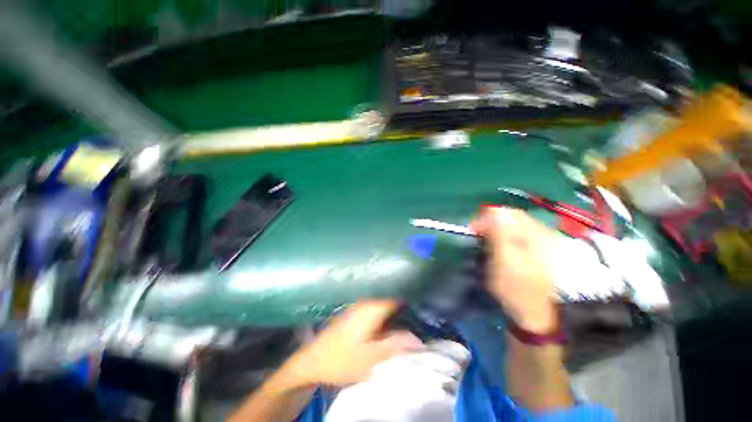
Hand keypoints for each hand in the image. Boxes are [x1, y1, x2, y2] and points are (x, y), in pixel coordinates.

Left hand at [280, 301, 422, 388]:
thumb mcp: (371, 358)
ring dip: (396, 306)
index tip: (424, 304)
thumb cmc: (341, 360)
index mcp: (372, 308)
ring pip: (383, 301)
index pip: (397, 295)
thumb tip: (417, 338)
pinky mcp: (354, 311)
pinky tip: (391, 320)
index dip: (411, 298)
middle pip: (391, 296)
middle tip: (420, 313)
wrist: (312, 361)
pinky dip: (386, 310)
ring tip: (409, 315)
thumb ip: (395, 345)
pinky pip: (376, 306)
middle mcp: (366, 301)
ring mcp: (359, 305)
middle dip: (405, 302)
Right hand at [470, 207, 557, 332]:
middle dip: (491, 223)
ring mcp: (542, 242)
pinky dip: (505, 237)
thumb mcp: (504, 261)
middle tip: (477, 235)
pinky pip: (518, 235)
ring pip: (515, 226)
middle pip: (512, 218)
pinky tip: (499, 247)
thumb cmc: (517, 288)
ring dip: (497, 230)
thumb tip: (494, 210)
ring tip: (486, 242)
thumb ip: (500, 234)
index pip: (508, 213)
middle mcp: (541, 234)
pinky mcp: (538, 251)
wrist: (536, 313)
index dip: (487, 217)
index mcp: (535, 235)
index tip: (473, 229)